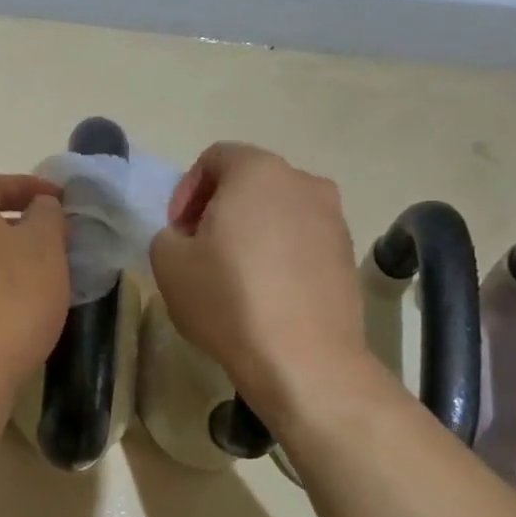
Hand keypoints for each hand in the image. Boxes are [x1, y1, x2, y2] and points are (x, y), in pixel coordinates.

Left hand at [0, 173, 69, 404]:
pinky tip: (22, 302)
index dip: (27, 185)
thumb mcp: (45, 247)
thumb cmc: (13, 297)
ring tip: (44, 269)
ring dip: (8, 254)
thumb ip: (46, 215)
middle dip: (18, 221)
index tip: (60, 199)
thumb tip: (40, 206)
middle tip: (54, 233)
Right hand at [150, 143, 379, 420]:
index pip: (215, 158)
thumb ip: (168, 234)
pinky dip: (279, 255)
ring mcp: (334, 219)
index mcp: (258, 172)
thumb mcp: (168, 262)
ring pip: (278, 212)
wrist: (303, 359)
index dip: (186, 190)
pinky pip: (301, 241)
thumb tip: (188, 237)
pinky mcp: (347, 255)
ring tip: (232, 275)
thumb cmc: (228, 299)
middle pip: (250, 183)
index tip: (177, 230)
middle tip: (199, 249)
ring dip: (251, 232)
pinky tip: (264, 294)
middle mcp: (304, 183)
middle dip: (219, 209)